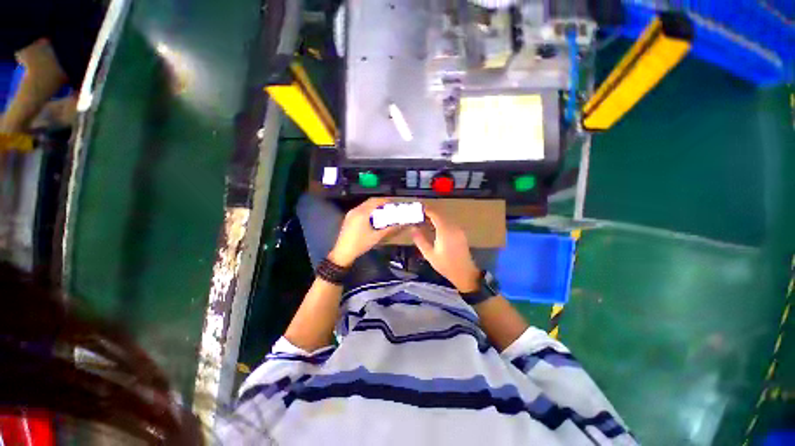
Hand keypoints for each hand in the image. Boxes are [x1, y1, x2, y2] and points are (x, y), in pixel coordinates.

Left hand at [328, 198, 398, 266]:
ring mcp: (350, 213)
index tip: (392, 203)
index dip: (384, 200)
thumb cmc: (361, 244)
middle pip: (369, 201)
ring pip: (364, 205)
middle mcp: (355, 210)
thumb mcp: (376, 237)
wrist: (343, 252)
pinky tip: (372, 217)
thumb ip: (389, 229)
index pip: (375, 201)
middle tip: (388, 207)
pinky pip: (359, 209)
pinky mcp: (348, 218)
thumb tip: (400, 225)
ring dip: (373, 206)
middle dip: (379, 203)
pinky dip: (367, 210)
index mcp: (362, 213)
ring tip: (382, 212)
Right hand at [411, 208, 479, 291]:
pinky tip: (435, 229)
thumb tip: (413, 229)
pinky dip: (441, 223)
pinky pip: (449, 224)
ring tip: (424, 222)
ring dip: (435, 218)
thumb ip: (420, 240)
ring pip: (445, 219)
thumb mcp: (429, 254)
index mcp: (445, 231)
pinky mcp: (461, 234)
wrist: (464, 273)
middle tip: (418, 216)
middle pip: (440, 215)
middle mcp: (453, 227)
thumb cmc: (445, 264)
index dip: (426, 210)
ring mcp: (458, 230)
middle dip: (430, 214)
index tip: (417, 209)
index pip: (435, 215)